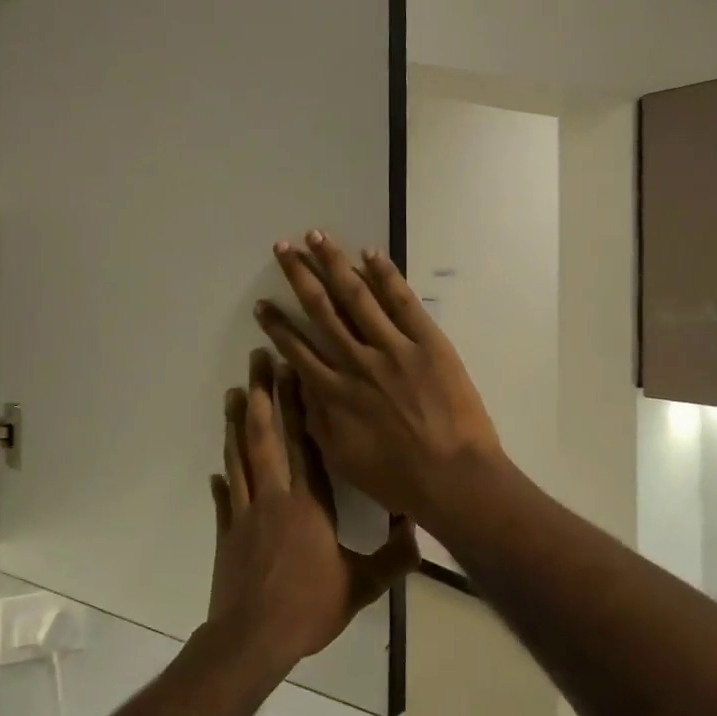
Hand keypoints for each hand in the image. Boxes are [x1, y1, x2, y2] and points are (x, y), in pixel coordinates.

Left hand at [207, 349, 416, 677]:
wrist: (253, 639)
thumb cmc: (308, 608)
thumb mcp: (360, 587)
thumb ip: (392, 560)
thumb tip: (419, 535)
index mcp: (308, 504)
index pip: (305, 443)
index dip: (298, 405)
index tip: (293, 370)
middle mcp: (275, 497)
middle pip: (264, 436)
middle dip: (260, 394)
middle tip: (256, 359)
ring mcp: (246, 513)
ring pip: (240, 457)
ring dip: (235, 423)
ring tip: (231, 392)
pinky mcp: (228, 534)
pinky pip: (224, 499)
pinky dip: (222, 480)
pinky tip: (216, 468)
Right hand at [254, 230, 506, 531]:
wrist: (453, 478)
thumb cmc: (396, 478)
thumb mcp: (341, 458)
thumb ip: (316, 419)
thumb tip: (299, 385)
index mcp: (334, 392)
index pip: (297, 348)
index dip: (277, 325)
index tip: (263, 304)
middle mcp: (356, 361)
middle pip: (321, 309)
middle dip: (299, 276)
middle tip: (283, 249)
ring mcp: (393, 348)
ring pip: (357, 296)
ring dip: (333, 263)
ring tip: (315, 237)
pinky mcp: (428, 342)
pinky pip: (402, 302)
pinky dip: (385, 275)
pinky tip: (369, 254)